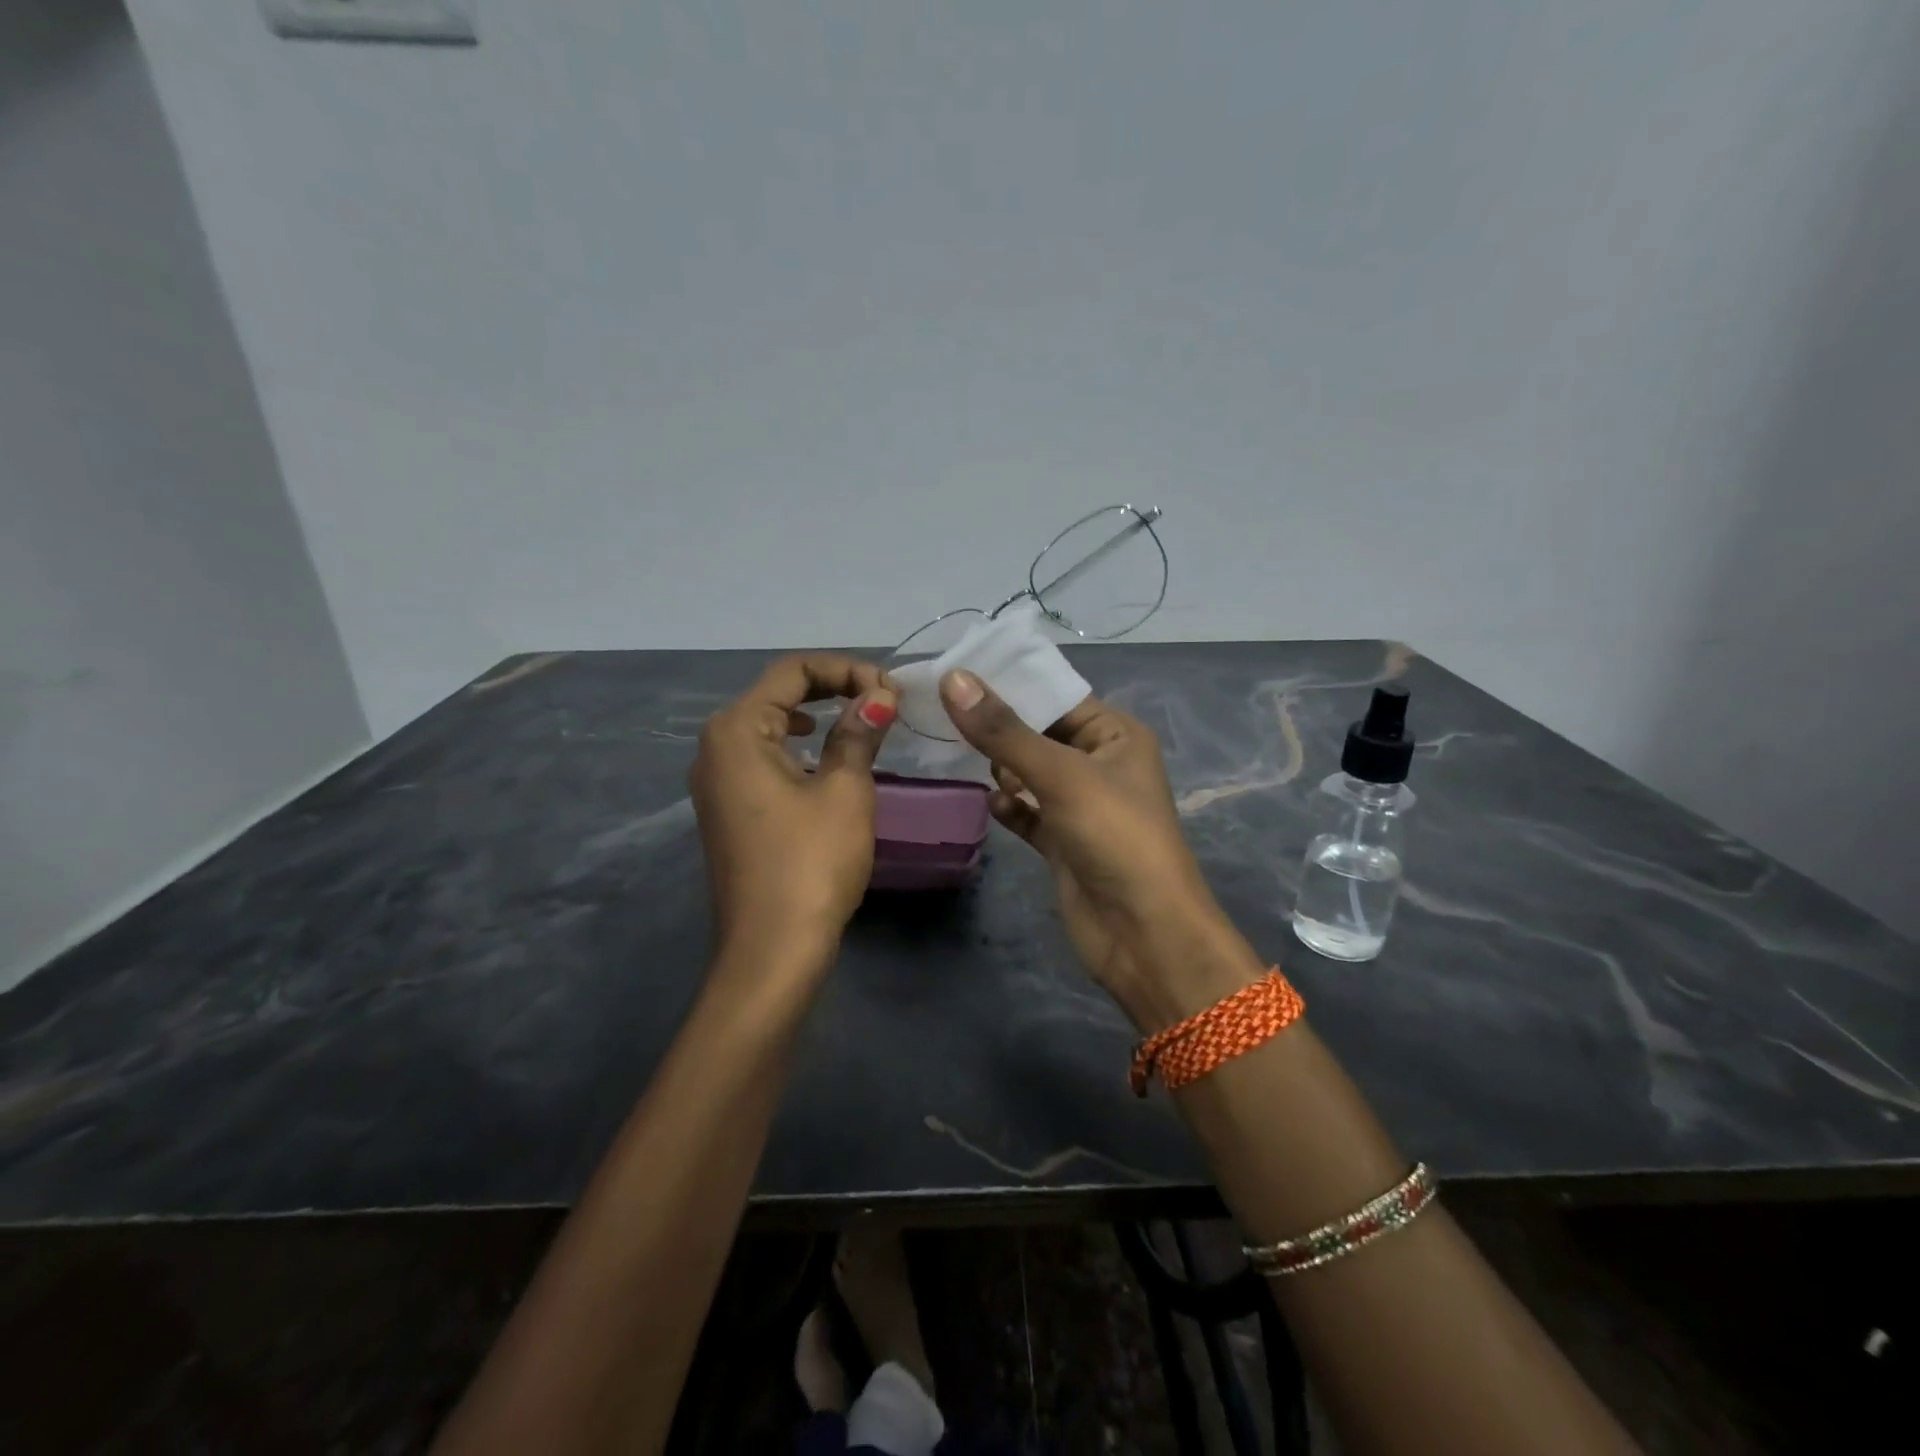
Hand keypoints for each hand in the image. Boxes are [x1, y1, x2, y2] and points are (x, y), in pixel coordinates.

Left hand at [690, 655, 896, 961]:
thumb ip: (859, 733)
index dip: (845, 669)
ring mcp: (715, 779)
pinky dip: (796, 744)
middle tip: (882, 700)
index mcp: (736, 730)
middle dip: (831, 687)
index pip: (792, 671)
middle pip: (775, 692)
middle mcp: (715, 746)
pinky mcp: (726, 807)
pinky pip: (761, 755)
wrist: (772, 949)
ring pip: (767, 723)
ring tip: (859, 720)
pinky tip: (821, 756)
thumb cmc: (811, 863)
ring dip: (815, 713)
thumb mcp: (845, 791)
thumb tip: (879, 696)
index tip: (890, 690)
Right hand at [938, 671, 1262, 1028]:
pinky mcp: (1063, 842)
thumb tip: (954, 679)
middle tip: (944, 715)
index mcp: (1115, 735)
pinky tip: (993, 805)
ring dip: (1001, 768)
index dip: (1010, 684)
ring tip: (962, 757)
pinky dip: (1009, 806)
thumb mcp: (1060, 775)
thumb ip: (1004, 731)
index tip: (955, 673)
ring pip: (1029, 773)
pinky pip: (1027, 812)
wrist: (1143, 933)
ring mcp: (1080, 805)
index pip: (1056, 695)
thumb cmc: (1114, 836)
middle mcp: (1099, 764)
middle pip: (1038, 733)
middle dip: (999, 728)